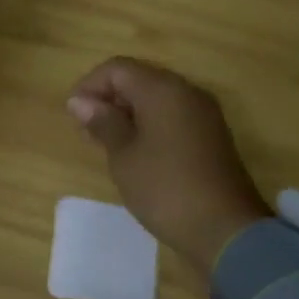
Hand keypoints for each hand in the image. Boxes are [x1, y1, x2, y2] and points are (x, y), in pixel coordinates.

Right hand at [68, 58, 271, 273]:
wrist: (225, 230)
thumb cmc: (165, 188)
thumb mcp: (124, 155)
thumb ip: (102, 122)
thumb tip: (80, 101)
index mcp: (163, 90)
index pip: (117, 68)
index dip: (89, 85)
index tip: (72, 115)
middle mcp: (187, 92)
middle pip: (138, 79)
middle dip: (108, 98)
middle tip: (86, 131)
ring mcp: (203, 114)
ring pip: (156, 98)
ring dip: (127, 113)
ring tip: (106, 144)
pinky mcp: (211, 136)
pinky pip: (172, 116)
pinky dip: (148, 125)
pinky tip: (135, 152)